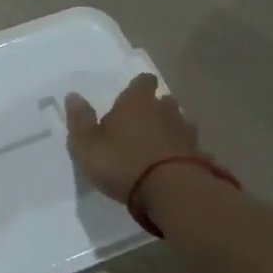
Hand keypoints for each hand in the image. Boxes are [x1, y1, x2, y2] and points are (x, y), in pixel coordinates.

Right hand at [65, 73, 202, 201]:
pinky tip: (176, 165)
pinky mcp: (199, 154)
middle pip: (163, 101)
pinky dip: (183, 153)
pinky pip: (190, 148)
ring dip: (170, 130)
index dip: (138, 88)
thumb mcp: (86, 145)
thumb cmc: (121, 163)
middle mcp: (165, 109)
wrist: (170, 190)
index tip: (131, 97)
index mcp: (136, 102)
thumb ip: (80, 120)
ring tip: (158, 145)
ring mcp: (186, 131)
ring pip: (179, 122)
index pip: (142, 81)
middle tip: (141, 124)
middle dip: (155, 109)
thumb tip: (73, 95)